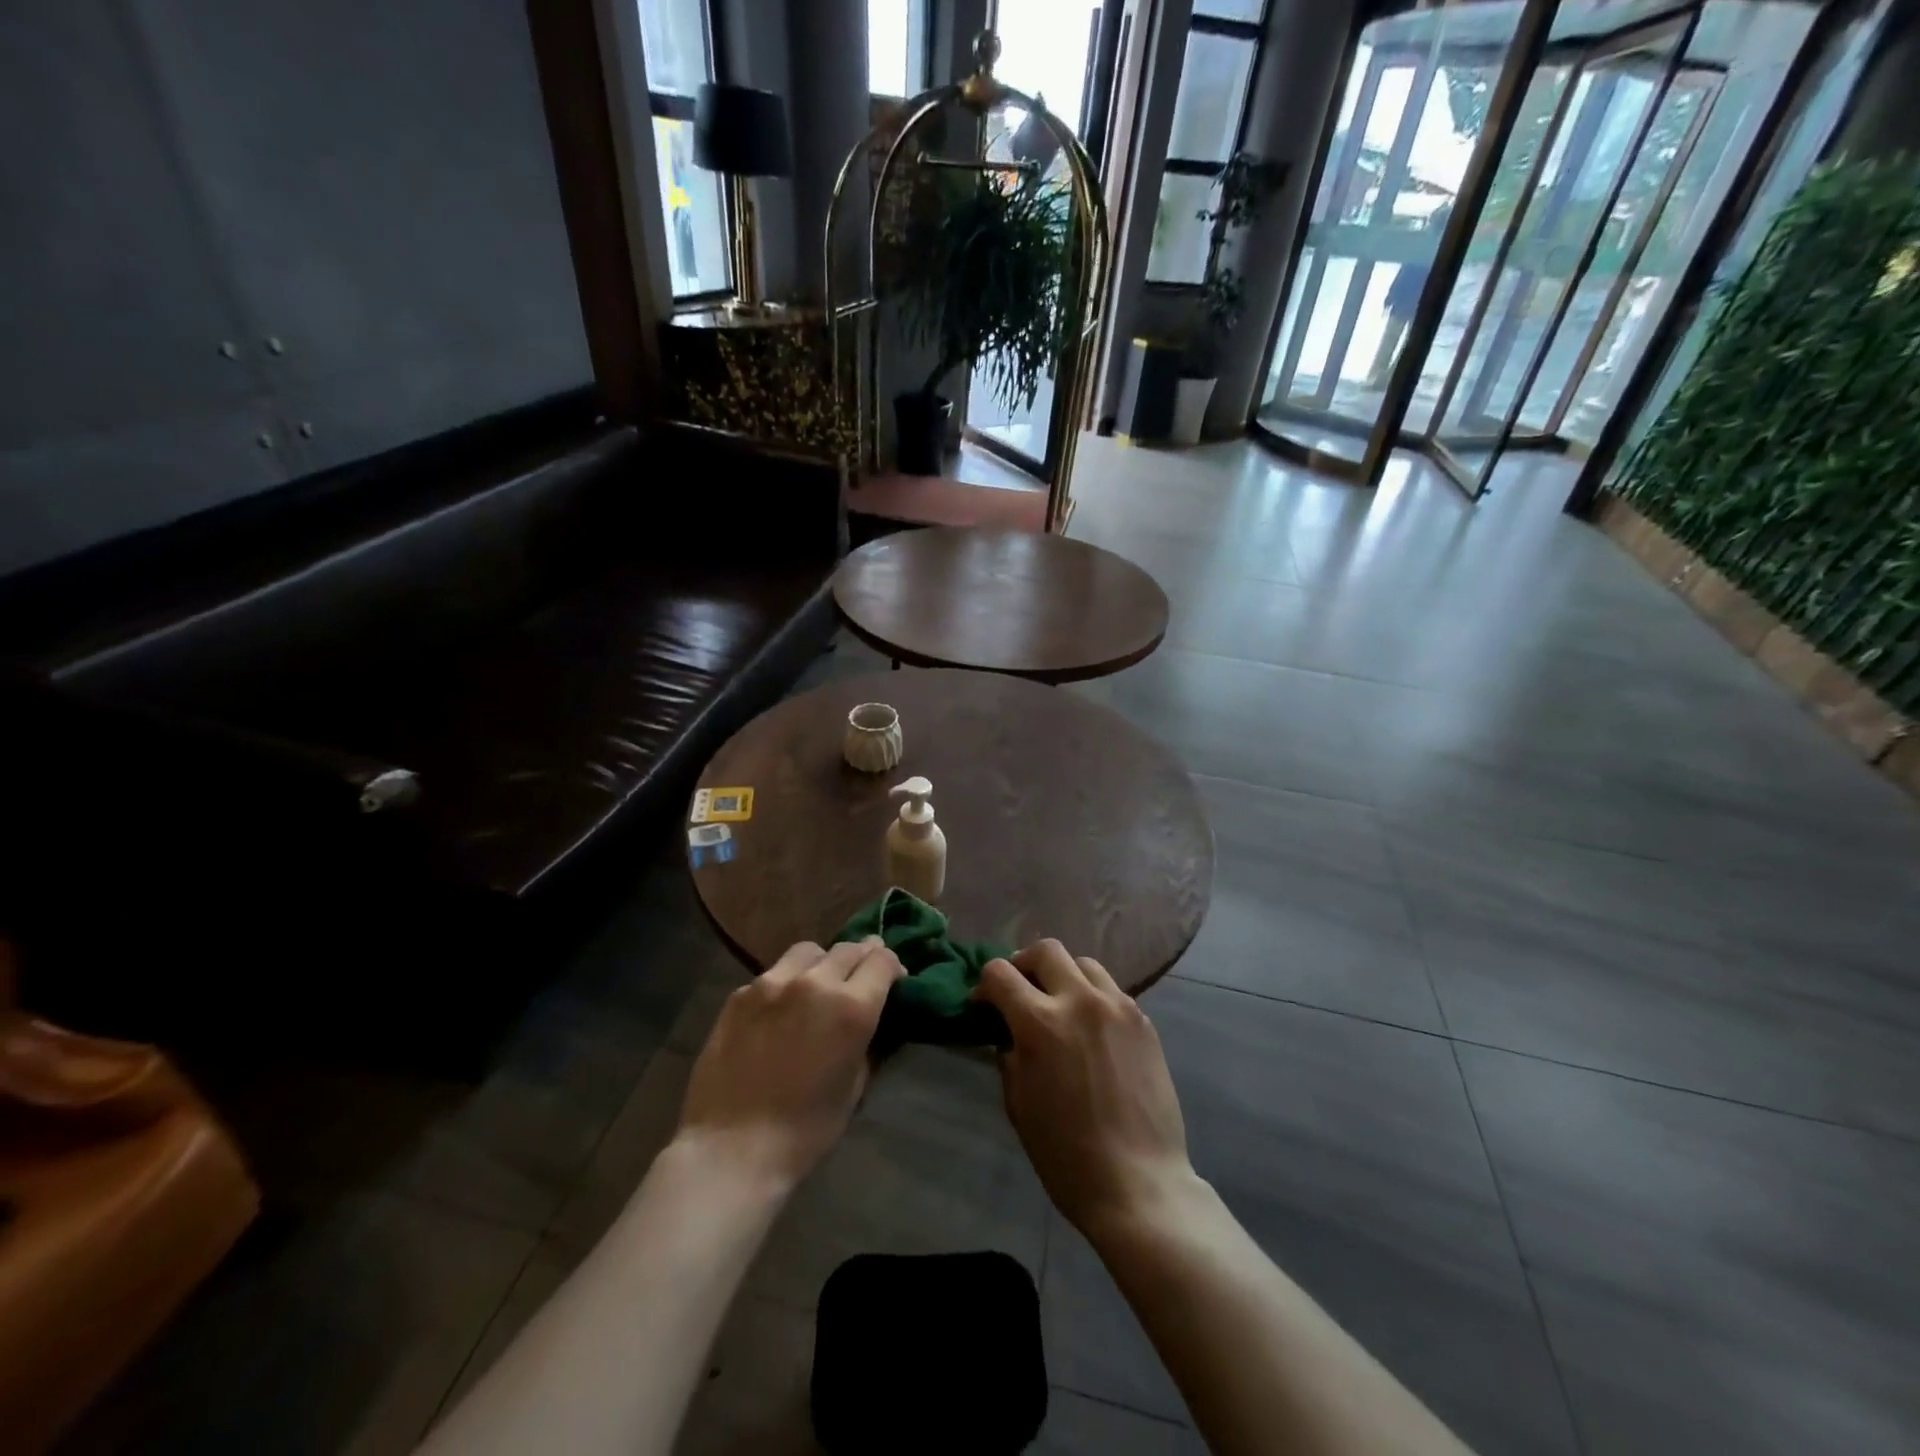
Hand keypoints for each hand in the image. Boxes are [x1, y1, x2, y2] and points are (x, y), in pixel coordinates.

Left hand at [674, 938, 904, 1189]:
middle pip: (849, 948)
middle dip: (862, 959)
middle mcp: (815, 982)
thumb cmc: (805, 1130)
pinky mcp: (740, 993)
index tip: (893, 982)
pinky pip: (774, 973)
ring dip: (823, 962)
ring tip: (819, 984)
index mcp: (852, 1006)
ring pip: (809, 951)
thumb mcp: (855, 1086)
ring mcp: (773, 982)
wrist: (731, 1148)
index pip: (882, 960)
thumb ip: (868, 1040)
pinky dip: (787, 981)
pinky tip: (781, 1009)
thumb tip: (872, 1017)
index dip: (893, 967)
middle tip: (860, 980)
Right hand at [975, 940, 1197, 1240]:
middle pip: (1046, 950)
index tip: (984, 1004)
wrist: (1139, 1183)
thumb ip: (1010, 1055)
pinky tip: (1091, 1027)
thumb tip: (1010, 1033)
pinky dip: (1093, 996)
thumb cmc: (1066, 1154)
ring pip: (1083, 963)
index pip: (1000, 973)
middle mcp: (1079, 1000)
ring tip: (1059, 1003)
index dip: (985, 985)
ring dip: (1063, 975)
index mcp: (1040, 1022)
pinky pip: (1111, 990)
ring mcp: (1117, 1006)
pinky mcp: (1144, 1021)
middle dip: (1024, 964)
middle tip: (1020, 991)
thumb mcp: (1019, 1104)